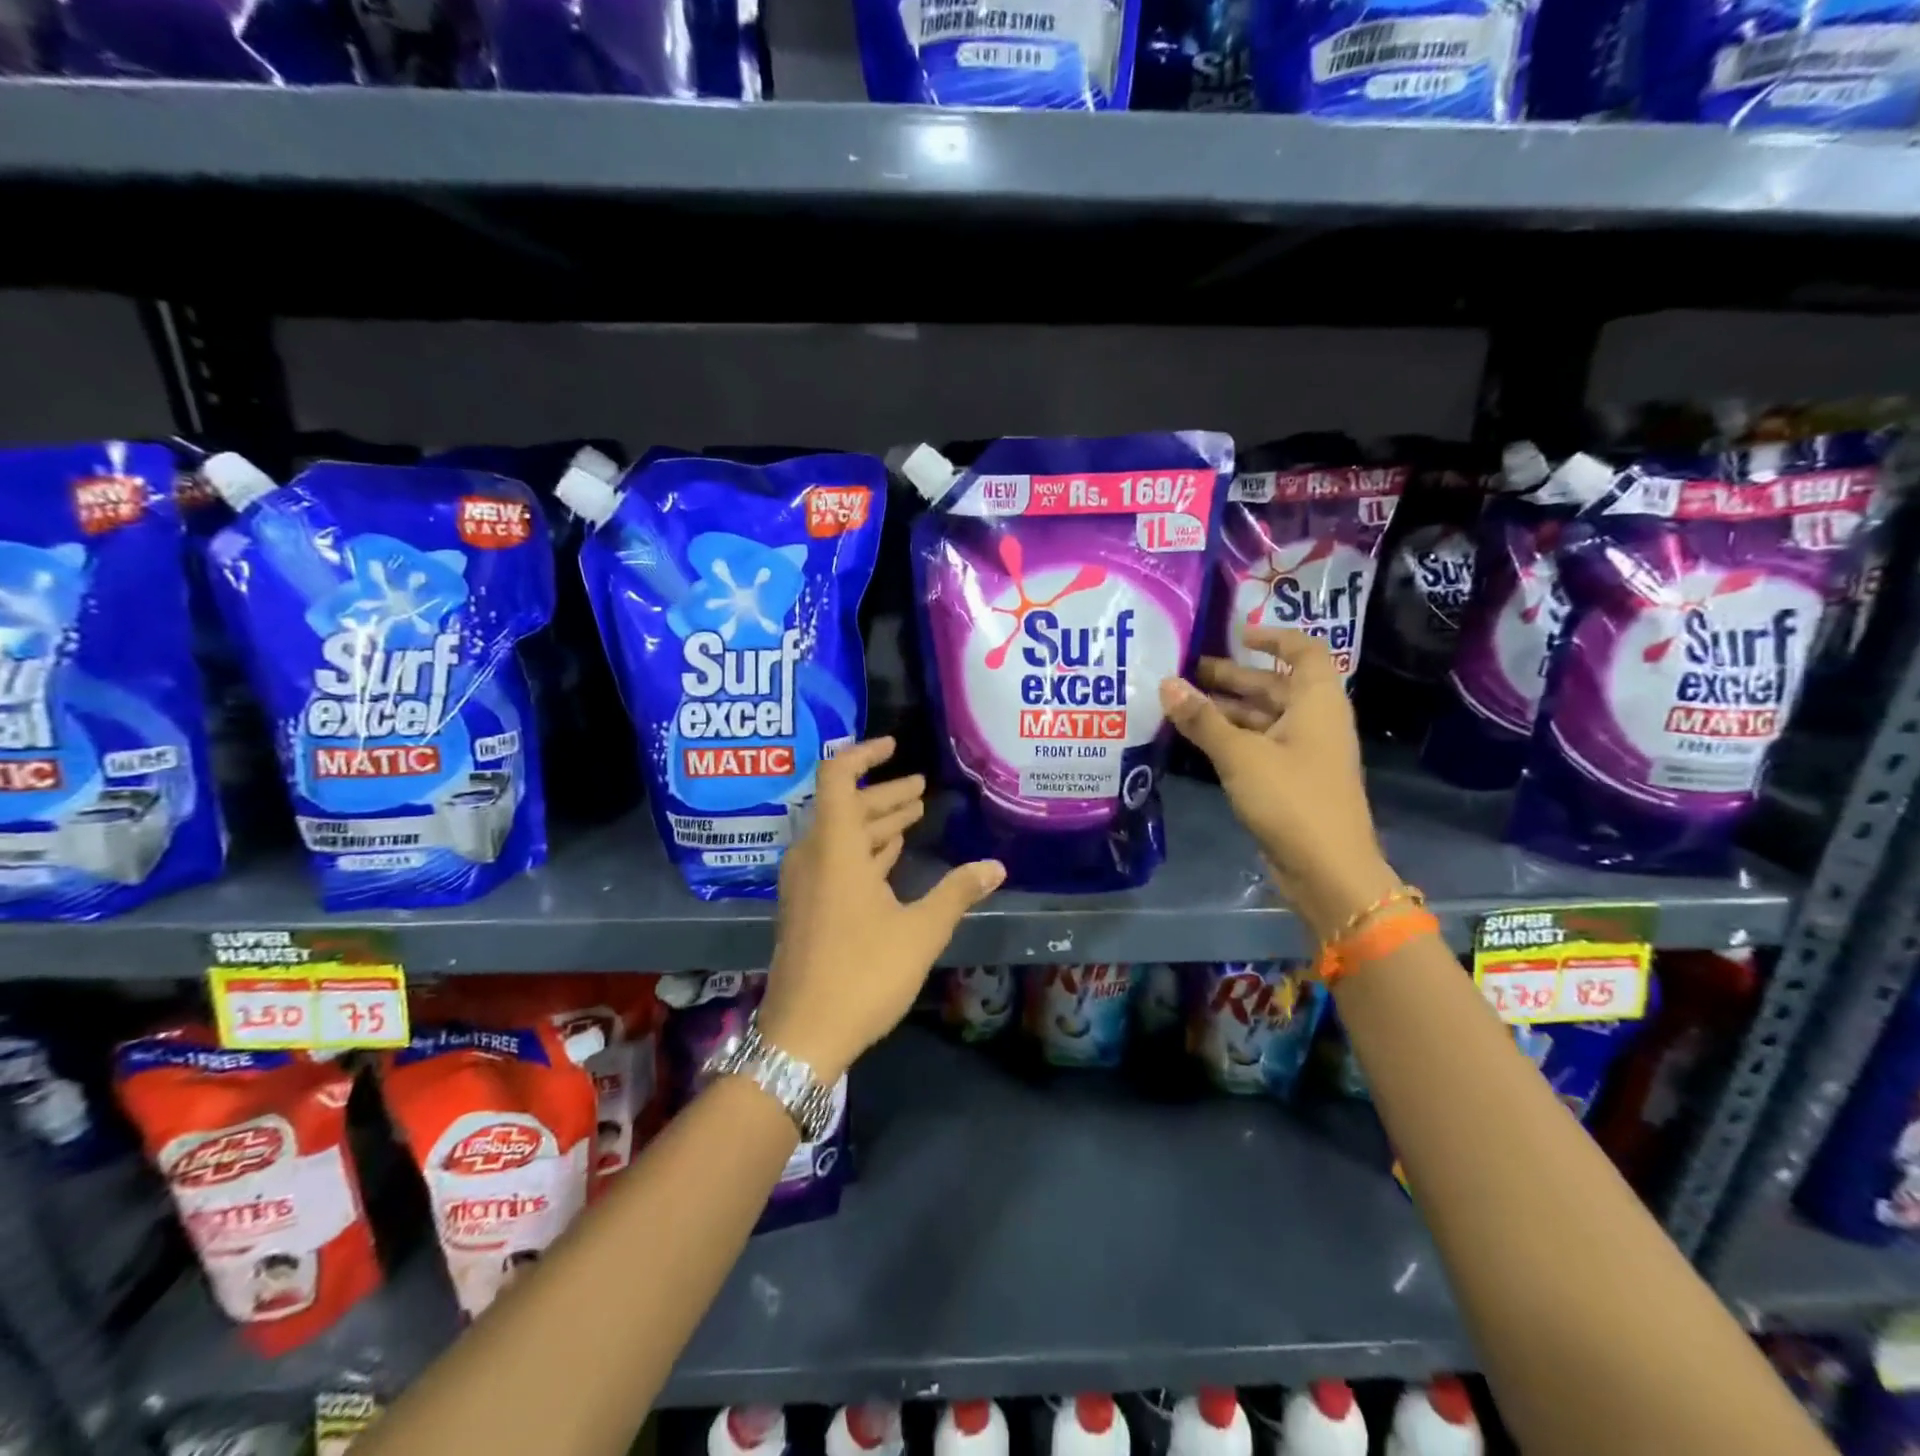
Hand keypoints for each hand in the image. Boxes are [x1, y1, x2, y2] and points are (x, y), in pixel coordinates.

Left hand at [758, 738, 1004, 1080]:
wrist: (803, 1036)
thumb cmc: (863, 974)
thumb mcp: (920, 931)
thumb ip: (957, 893)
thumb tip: (995, 866)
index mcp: (834, 849)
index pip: (837, 778)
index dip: (864, 755)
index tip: (894, 746)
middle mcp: (813, 857)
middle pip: (844, 807)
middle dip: (884, 795)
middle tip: (920, 789)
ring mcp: (805, 885)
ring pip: (840, 837)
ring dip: (875, 824)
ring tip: (912, 816)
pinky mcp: (806, 909)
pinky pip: (835, 862)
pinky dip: (863, 851)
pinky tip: (889, 856)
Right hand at [1159, 627, 1398, 940]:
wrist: (1327, 869)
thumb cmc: (1291, 798)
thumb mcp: (1241, 754)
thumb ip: (1202, 719)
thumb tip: (1166, 684)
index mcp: (1318, 703)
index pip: (1304, 652)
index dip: (1273, 638)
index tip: (1236, 634)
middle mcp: (1314, 721)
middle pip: (1274, 685)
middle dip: (1233, 676)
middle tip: (1186, 672)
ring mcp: (1303, 753)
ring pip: (1263, 718)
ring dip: (1226, 708)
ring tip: (1181, 703)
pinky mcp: (1290, 780)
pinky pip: (1258, 745)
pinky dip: (1231, 736)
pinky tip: (1197, 737)